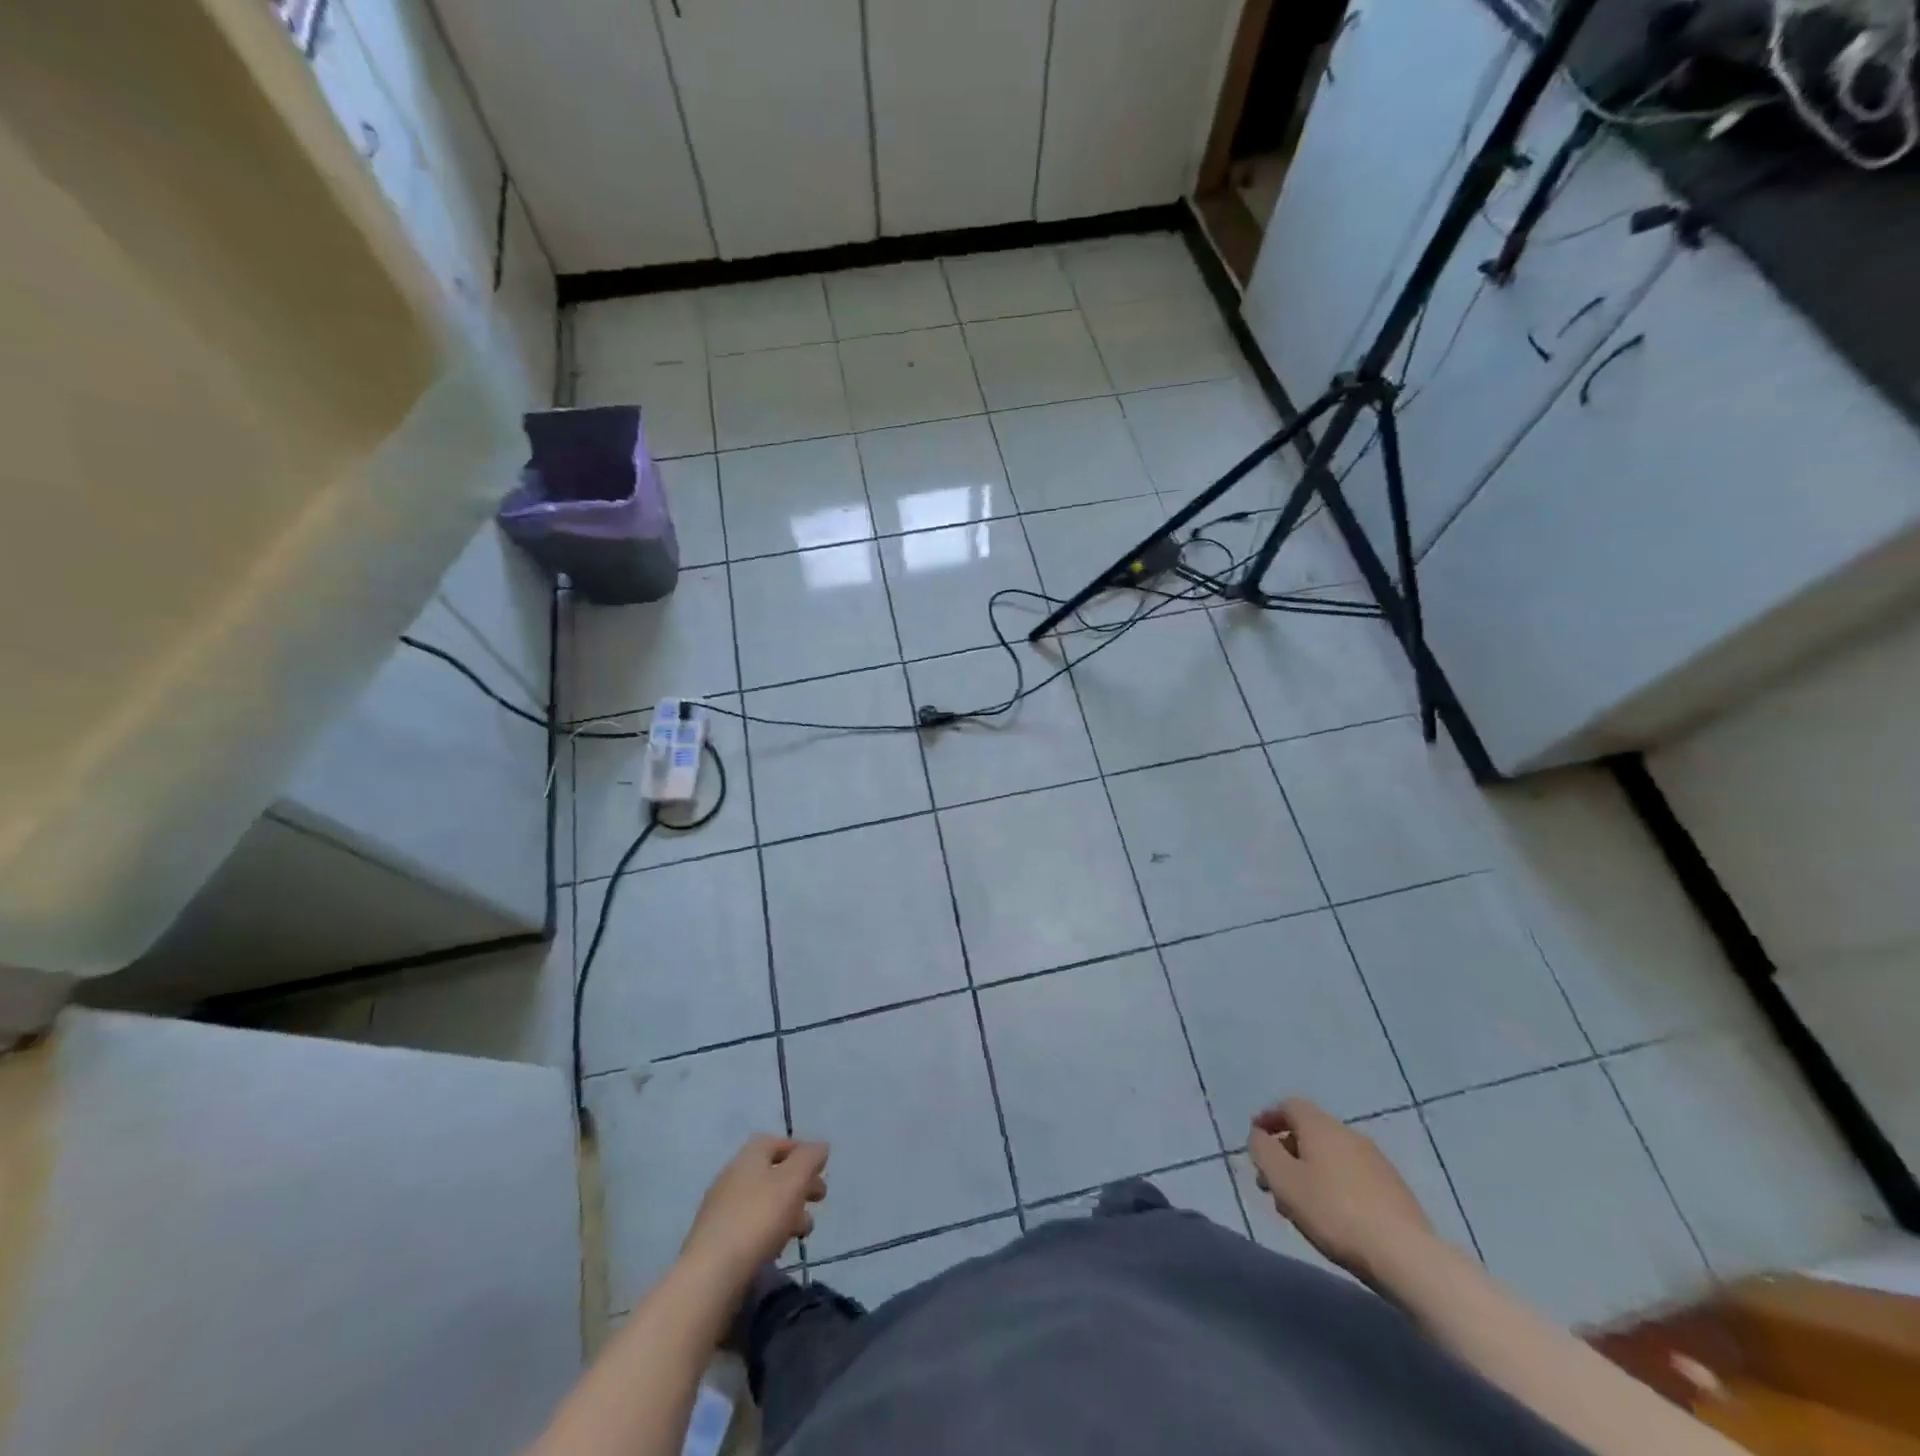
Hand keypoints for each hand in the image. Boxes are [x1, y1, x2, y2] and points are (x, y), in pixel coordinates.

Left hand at [680, 1135, 827, 1288]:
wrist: (711, 1275)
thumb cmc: (758, 1218)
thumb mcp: (793, 1181)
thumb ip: (809, 1159)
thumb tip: (820, 1147)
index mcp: (749, 1157)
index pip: (777, 1142)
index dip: (801, 1151)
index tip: (821, 1169)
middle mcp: (732, 1176)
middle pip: (772, 1173)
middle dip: (799, 1185)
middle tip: (819, 1200)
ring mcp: (721, 1209)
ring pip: (763, 1202)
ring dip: (788, 1211)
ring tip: (803, 1232)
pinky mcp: (716, 1241)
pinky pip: (750, 1227)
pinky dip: (769, 1232)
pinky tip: (778, 1249)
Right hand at [1246, 1098, 1434, 1280]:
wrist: (1406, 1256)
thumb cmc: (1334, 1212)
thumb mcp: (1283, 1180)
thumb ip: (1263, 1151)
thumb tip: (1259, 1136)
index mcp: (1321, 1126)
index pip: (1289, 1106)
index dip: (1268, 1119)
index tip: (1255, 1140)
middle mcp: (1348, 1134)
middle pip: (1308, 1132)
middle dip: (1285, 1153)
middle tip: (1270, 1182)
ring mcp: (1375, 1161)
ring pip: (1329, 1156)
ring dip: (1307, 1172)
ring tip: (1297, 1205)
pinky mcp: (1393, 1189)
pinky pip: (1350, 1175)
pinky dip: (1332, 1185)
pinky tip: (1331, 1215)